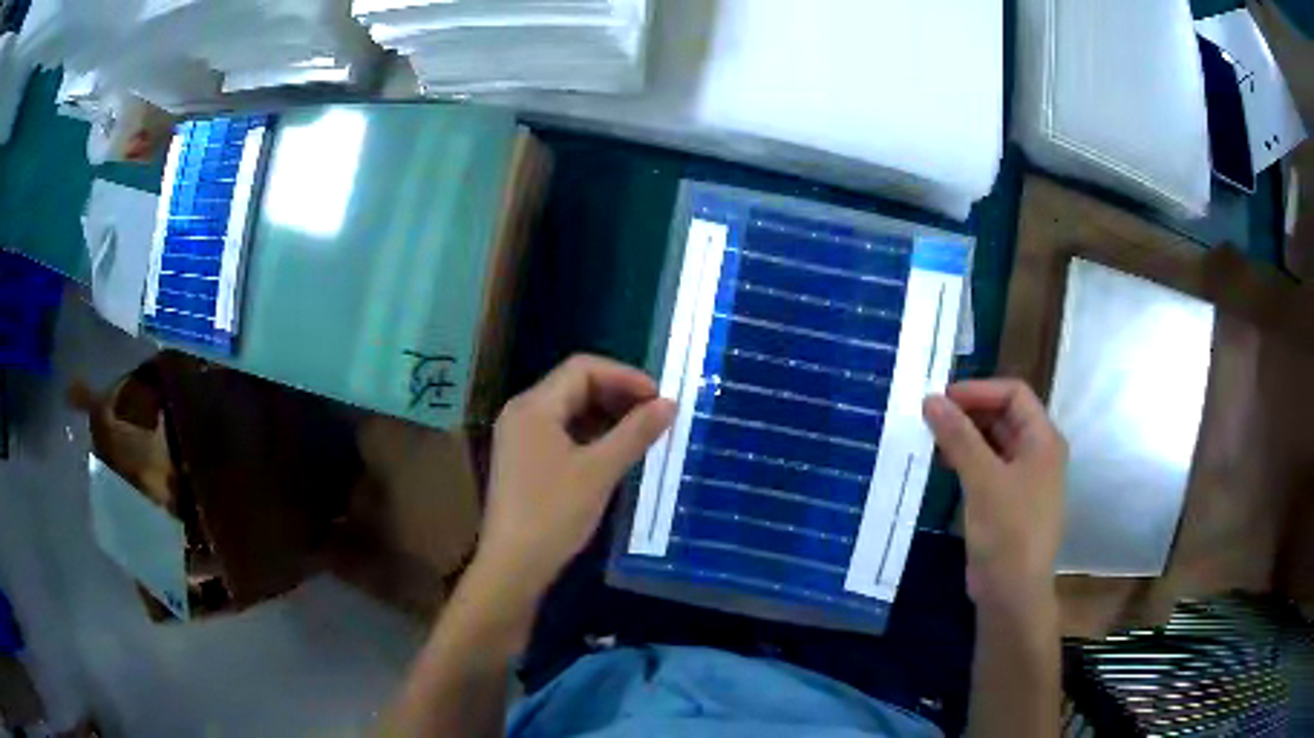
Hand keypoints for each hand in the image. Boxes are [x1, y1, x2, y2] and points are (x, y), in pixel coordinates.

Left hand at [476, 355, 675, 600]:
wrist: (513, 565)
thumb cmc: (553, 514)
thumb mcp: (600, 471)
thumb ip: (635, 433)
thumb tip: (669, 404)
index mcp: (534, 406)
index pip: (583, 368)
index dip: (625, 376)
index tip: (659, 398)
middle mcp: (522, 412)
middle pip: (574, 386)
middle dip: (617, 395)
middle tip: (655, 415)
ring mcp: (519, 437)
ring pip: (569, 411)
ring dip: (606, 416)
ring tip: (642, 434)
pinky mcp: (523, 459)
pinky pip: (561, 432)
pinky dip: (590, 435)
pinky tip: (615, 452)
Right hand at [922, 380, 1066, 614]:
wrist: (1012, 592)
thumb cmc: (1008, 530)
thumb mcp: (983, 479)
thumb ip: (959, 437)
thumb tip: (931, 399)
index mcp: (1043, 439)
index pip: (1014, 394)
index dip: (979, 390)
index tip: (942, 398)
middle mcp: (1037, 453)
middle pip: (1004, 416)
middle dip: (968, 413)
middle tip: (930, 417)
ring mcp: (1023, 479)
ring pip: (993, 443)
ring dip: (965, 437)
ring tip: (930, 439)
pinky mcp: (1008, 502)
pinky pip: (987, 468)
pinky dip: (966, 461)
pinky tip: (942, 466)